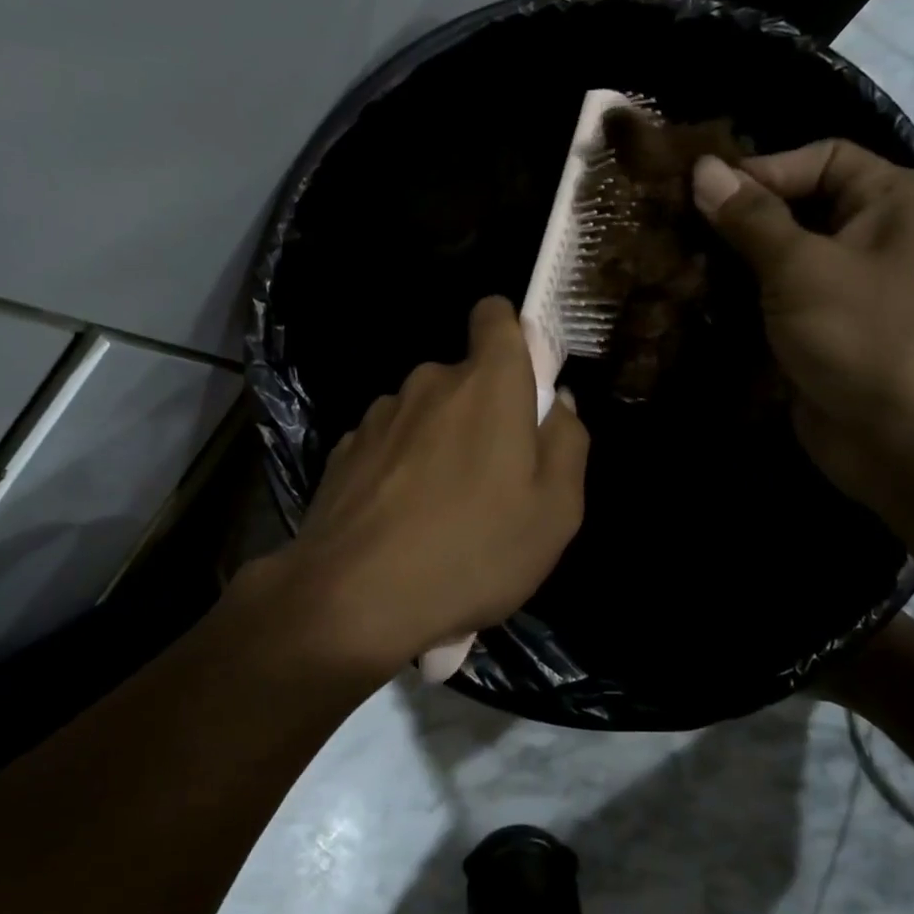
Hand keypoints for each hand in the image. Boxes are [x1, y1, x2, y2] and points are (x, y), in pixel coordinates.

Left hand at [254, 296, 588, 677]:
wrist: (353, 598)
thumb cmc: (474, 551)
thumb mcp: (556, 510)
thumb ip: (567, 441)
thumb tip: (556, 401)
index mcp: (487, 383)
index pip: (496, 314)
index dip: (513, 335)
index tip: (524, 382)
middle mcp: (429, 382)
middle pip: (466, 378)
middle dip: (484, 413)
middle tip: (494, 481)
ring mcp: (380, 415)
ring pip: (427, 414)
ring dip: (441, 445)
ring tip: (444, 514)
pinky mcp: (346, 449)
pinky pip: (391, 445)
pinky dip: (403, 469)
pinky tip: (403, 524)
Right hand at [692, 140, 913, 506]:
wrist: (912, 443)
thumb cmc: (867, 335)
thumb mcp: (803, 266)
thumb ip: (750, 218)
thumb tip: (703, 169)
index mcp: (894, 201)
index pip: (822, 158)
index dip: (763, 170)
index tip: (701, 195)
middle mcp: (878, 238)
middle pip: (800, 208)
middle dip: (740, 220)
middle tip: (676, 230)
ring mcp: (851, 292)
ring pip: (783, 260)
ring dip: (734, 265)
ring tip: (677, 266)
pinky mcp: (826, 336)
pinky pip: (779, 305)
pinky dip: (742, 304)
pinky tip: (695, 305)